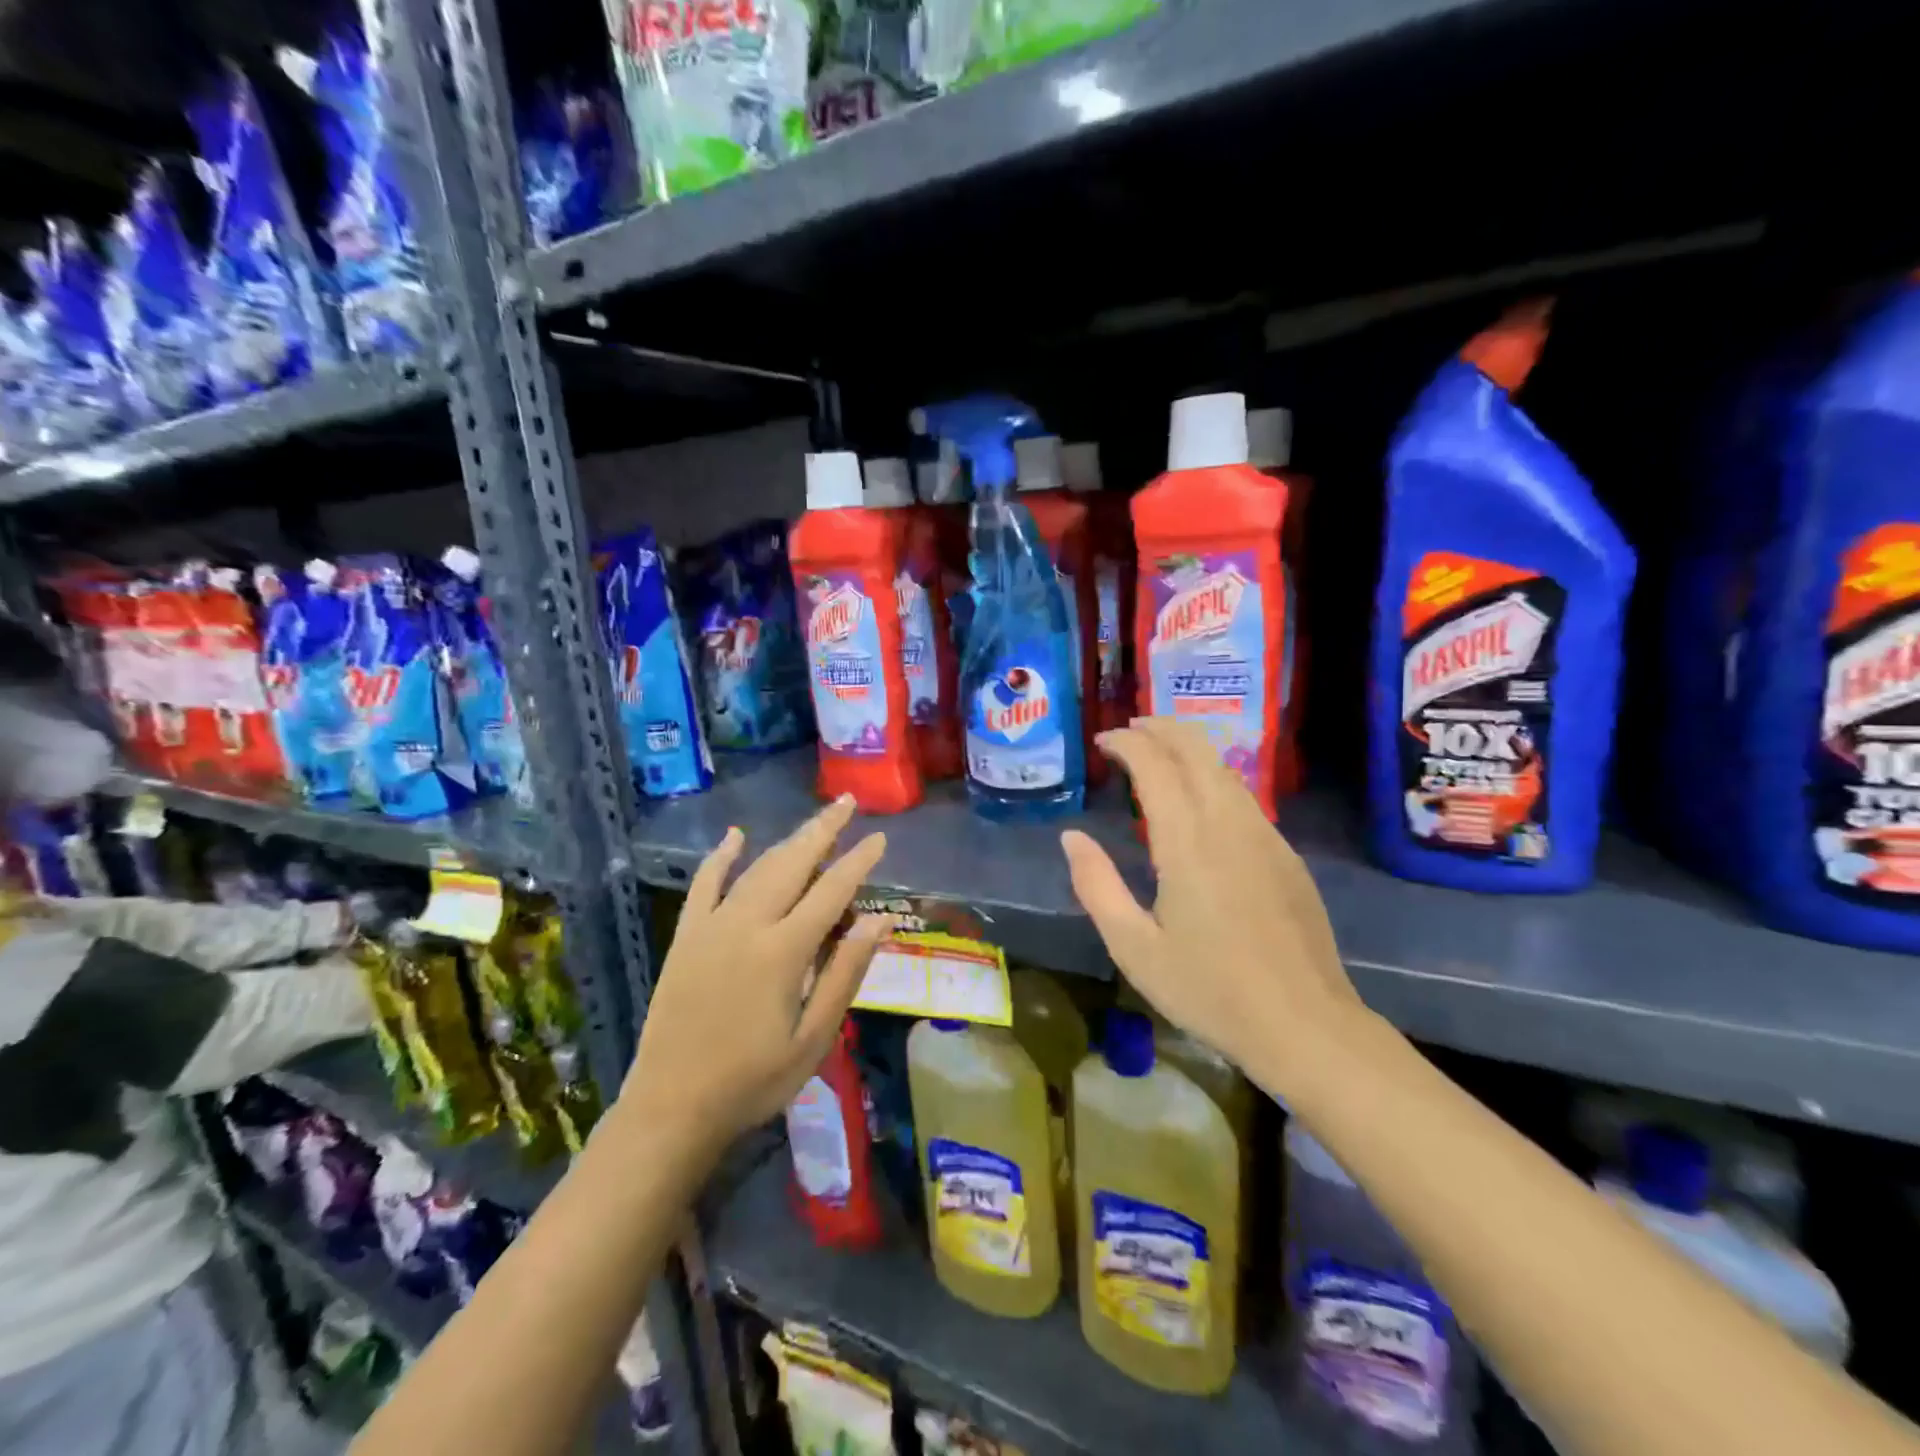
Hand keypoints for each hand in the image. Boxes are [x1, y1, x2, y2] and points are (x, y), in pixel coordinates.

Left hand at [623, 796, 893, 1160]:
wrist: (671, 1107)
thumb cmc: (754, 1080)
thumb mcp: (814, 1037)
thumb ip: (846, 973)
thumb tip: (880, 920)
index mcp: (783, 951)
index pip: (832, 891)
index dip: (858, 862)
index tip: (880, 838)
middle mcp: (748, 924)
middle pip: (792, 863)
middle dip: (823, 830)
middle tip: (847, 803)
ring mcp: (712, 927)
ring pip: (756, 869)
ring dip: (787, 841)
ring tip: (814, 821)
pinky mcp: (686, 937)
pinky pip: (704, 885)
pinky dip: (721, 857)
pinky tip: (735, 836)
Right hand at [1060, 719, 1366, 1094]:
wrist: (1305, 1025)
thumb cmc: (1210, 990)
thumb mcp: (1134, 947)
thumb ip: (1097, 886)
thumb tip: (1072, 837)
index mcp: (1187, 842)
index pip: (1155, 765)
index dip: (1127, 743)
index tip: (1104, 740)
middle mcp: (1229, 824)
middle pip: (1196, 750)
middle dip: (1161, 728)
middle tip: (1129, 729)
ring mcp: (1265, 836)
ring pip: (1224, 769)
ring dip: (1188, 749)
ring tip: (1158, 752)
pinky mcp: (1286, 855)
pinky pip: (1243, 797)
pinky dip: (1212, 777)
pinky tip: (1200, 798)